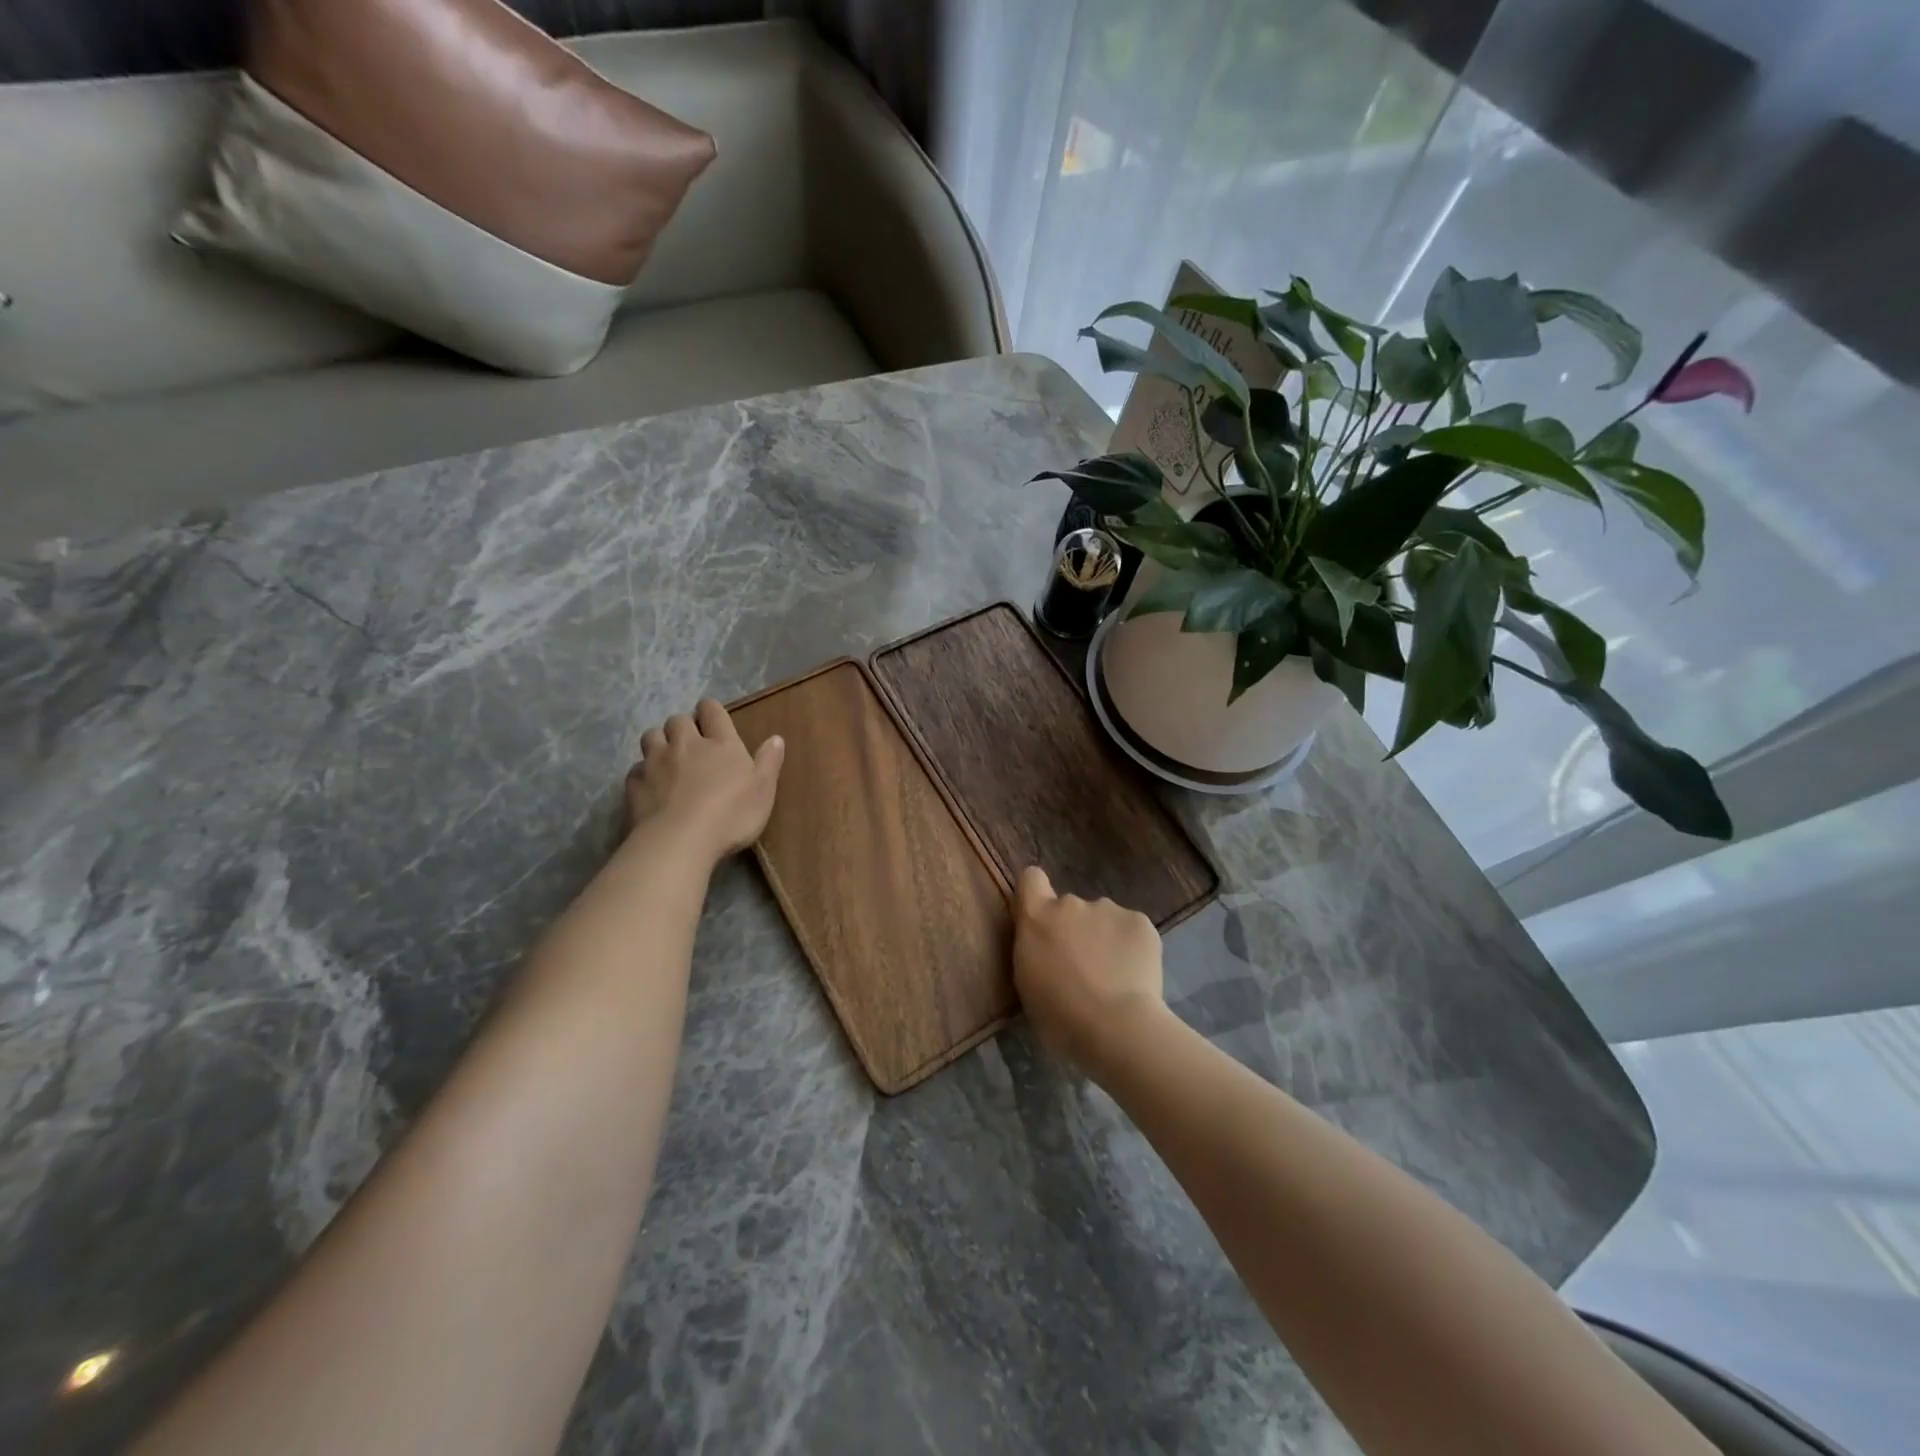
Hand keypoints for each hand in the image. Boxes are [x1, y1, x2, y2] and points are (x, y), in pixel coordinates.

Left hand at [624, 699, 784, 863]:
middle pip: (677, 720)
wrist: (680, 841)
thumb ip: (769, 762)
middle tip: (691, 744)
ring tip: (667, 760)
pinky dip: (643, 773)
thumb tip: (776, 738)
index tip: (713, 719)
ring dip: (659, 743)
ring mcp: (655, 762)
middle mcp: (685, 744)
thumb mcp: (763, 790)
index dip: (711, 711)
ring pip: (651, 737)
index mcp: (720, 743)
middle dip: (683, 727)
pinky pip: (636, 769)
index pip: (712, 710)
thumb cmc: (731, 815)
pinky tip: (651, 788)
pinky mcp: (634, 784)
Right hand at [1013, 865, 1166, 1074]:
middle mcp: (1071, 903)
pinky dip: (1132, 947)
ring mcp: (1108, 909)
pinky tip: (1135, 976)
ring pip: (1104, 919)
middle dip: (1075, 929)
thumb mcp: (1028, 983)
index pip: (1031, 879)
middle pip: (1070, 907)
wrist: (1116, 1028)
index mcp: (1037, 918)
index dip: (1036, 893)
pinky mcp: (1140, 922)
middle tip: (1083, 968)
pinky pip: (1131, 930)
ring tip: (1114, 977)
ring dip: (1104, 939)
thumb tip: (1046, 945)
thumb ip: (1035, 951)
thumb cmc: (1060, 1017)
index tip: (1042, 918)